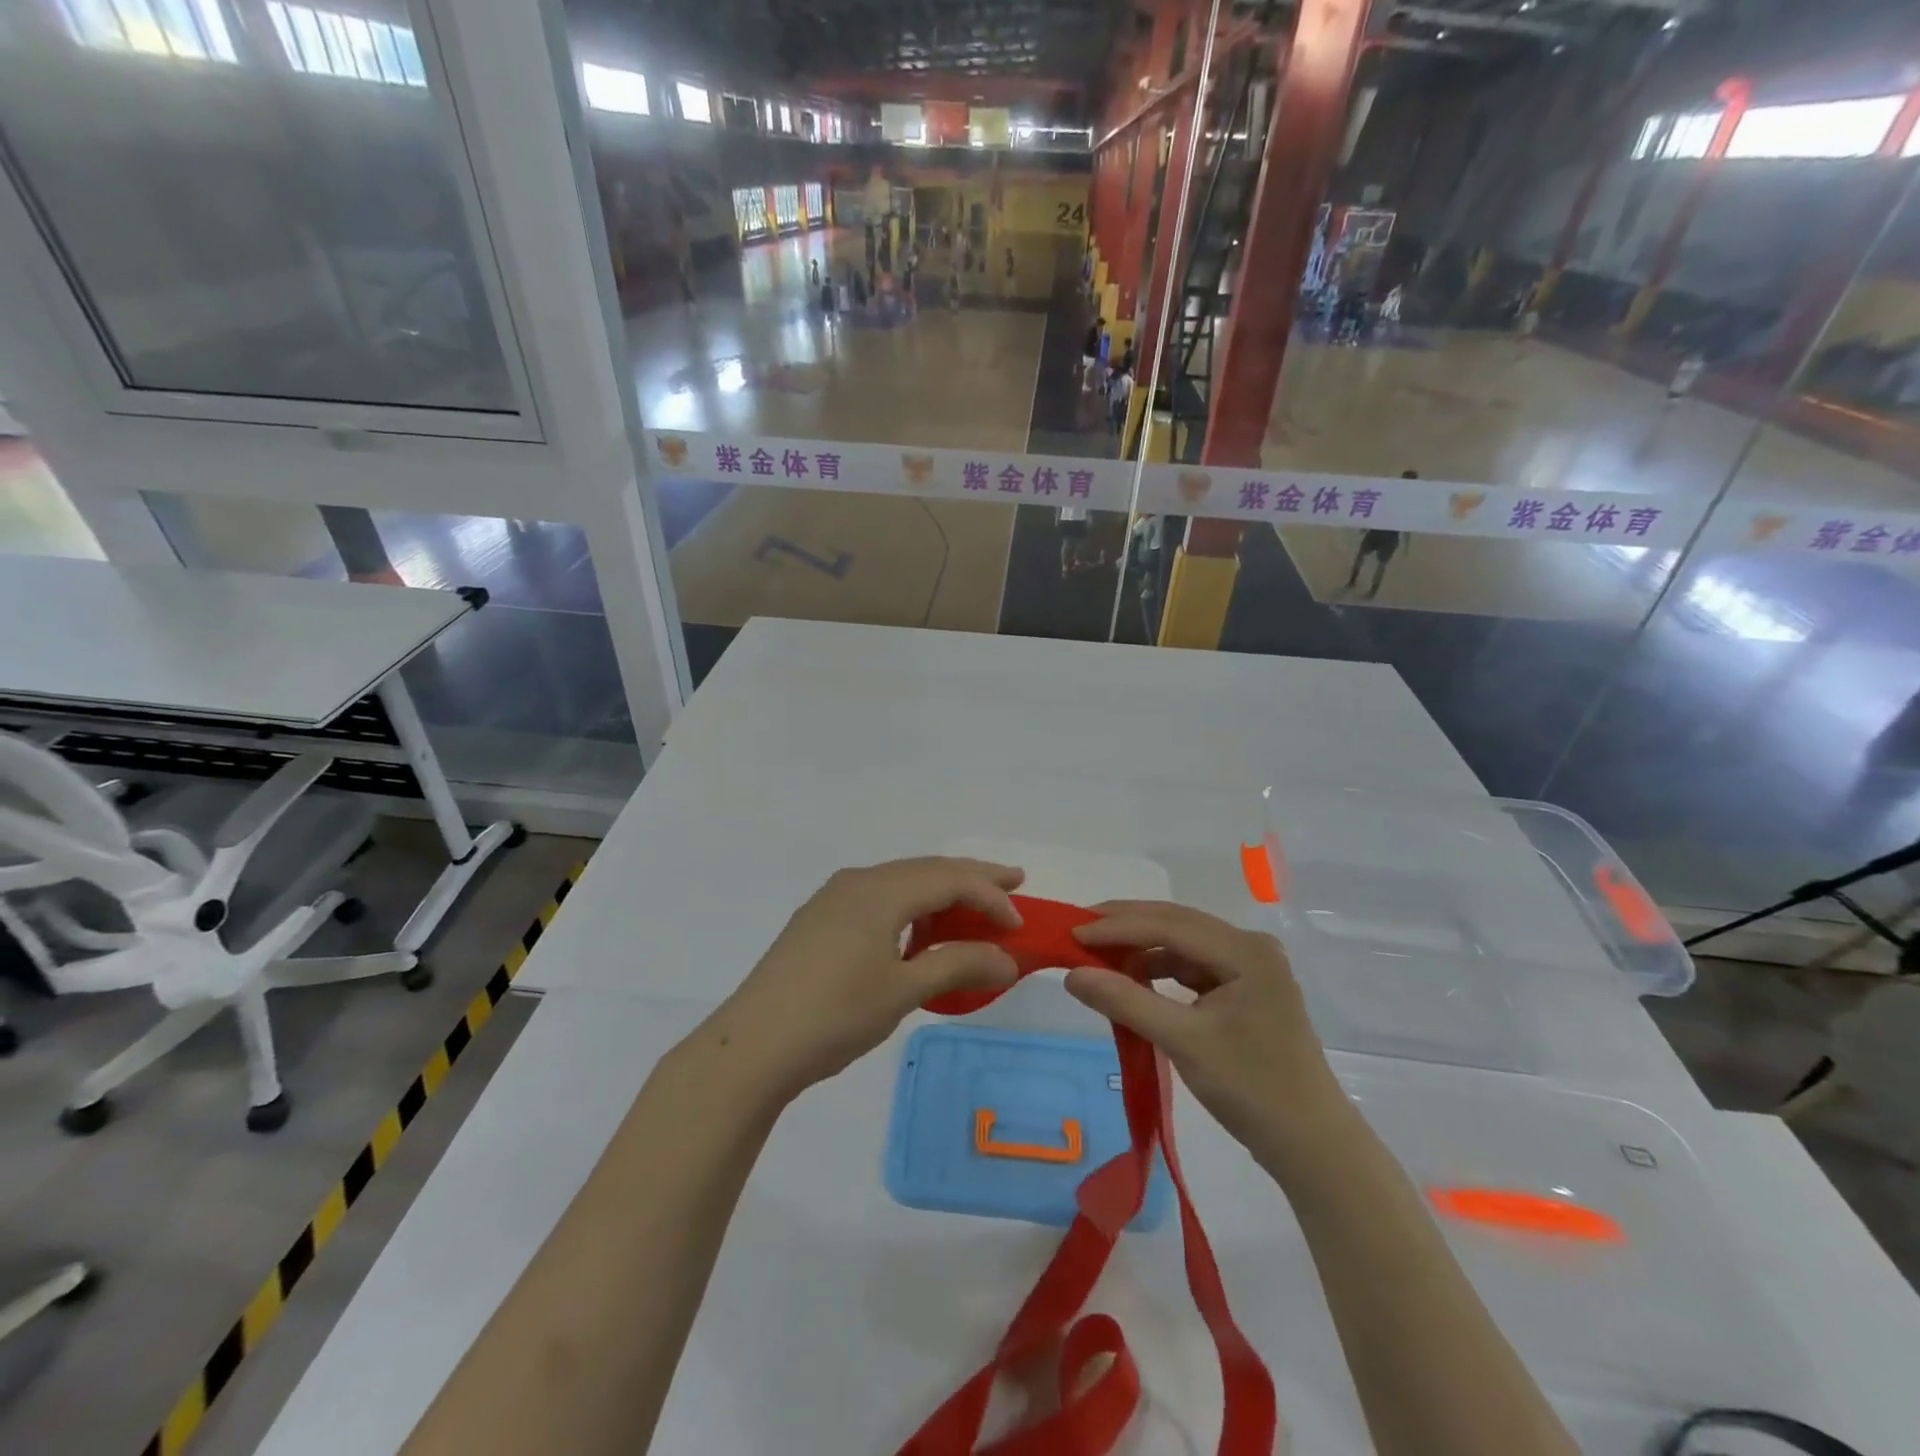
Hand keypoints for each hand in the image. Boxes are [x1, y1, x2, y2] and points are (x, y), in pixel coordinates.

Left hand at [699, 858, 1024, 1102]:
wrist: (752, 1046)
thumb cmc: (834, 1015)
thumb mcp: (903, 991)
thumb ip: (958, 965)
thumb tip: (1008, 960)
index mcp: (879, 891)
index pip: (949, 879)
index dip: (990, 896)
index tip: (1020, 925)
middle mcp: (857, 881)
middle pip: (926, 869)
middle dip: (971, 877)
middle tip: (1013, 883)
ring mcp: (833, 899)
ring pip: (900, 881)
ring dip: (940, 891)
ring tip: (972, 909)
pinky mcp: (819, 920)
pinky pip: (878, 898)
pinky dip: (910, 906)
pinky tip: (917, 932)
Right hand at [1066, 902, 1346, 1164]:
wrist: (1311, 1145)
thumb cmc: (1252, 1089)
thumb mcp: (1183, 1042)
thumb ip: (1126, 1001)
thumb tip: (1071, 975)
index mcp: (1245, 950)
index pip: (1169, 925)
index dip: (1117, 926)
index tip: (1071, 933)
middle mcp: (1250, 946)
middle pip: (1177, 923)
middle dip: (1126, 925)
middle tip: (1078, 929)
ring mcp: (1250, 967)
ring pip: (1182, 942)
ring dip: (1141, 945)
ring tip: (1099, 953)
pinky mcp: (1244, 988)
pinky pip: (1192, 965)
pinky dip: (1160, 967)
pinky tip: (1134, 976)